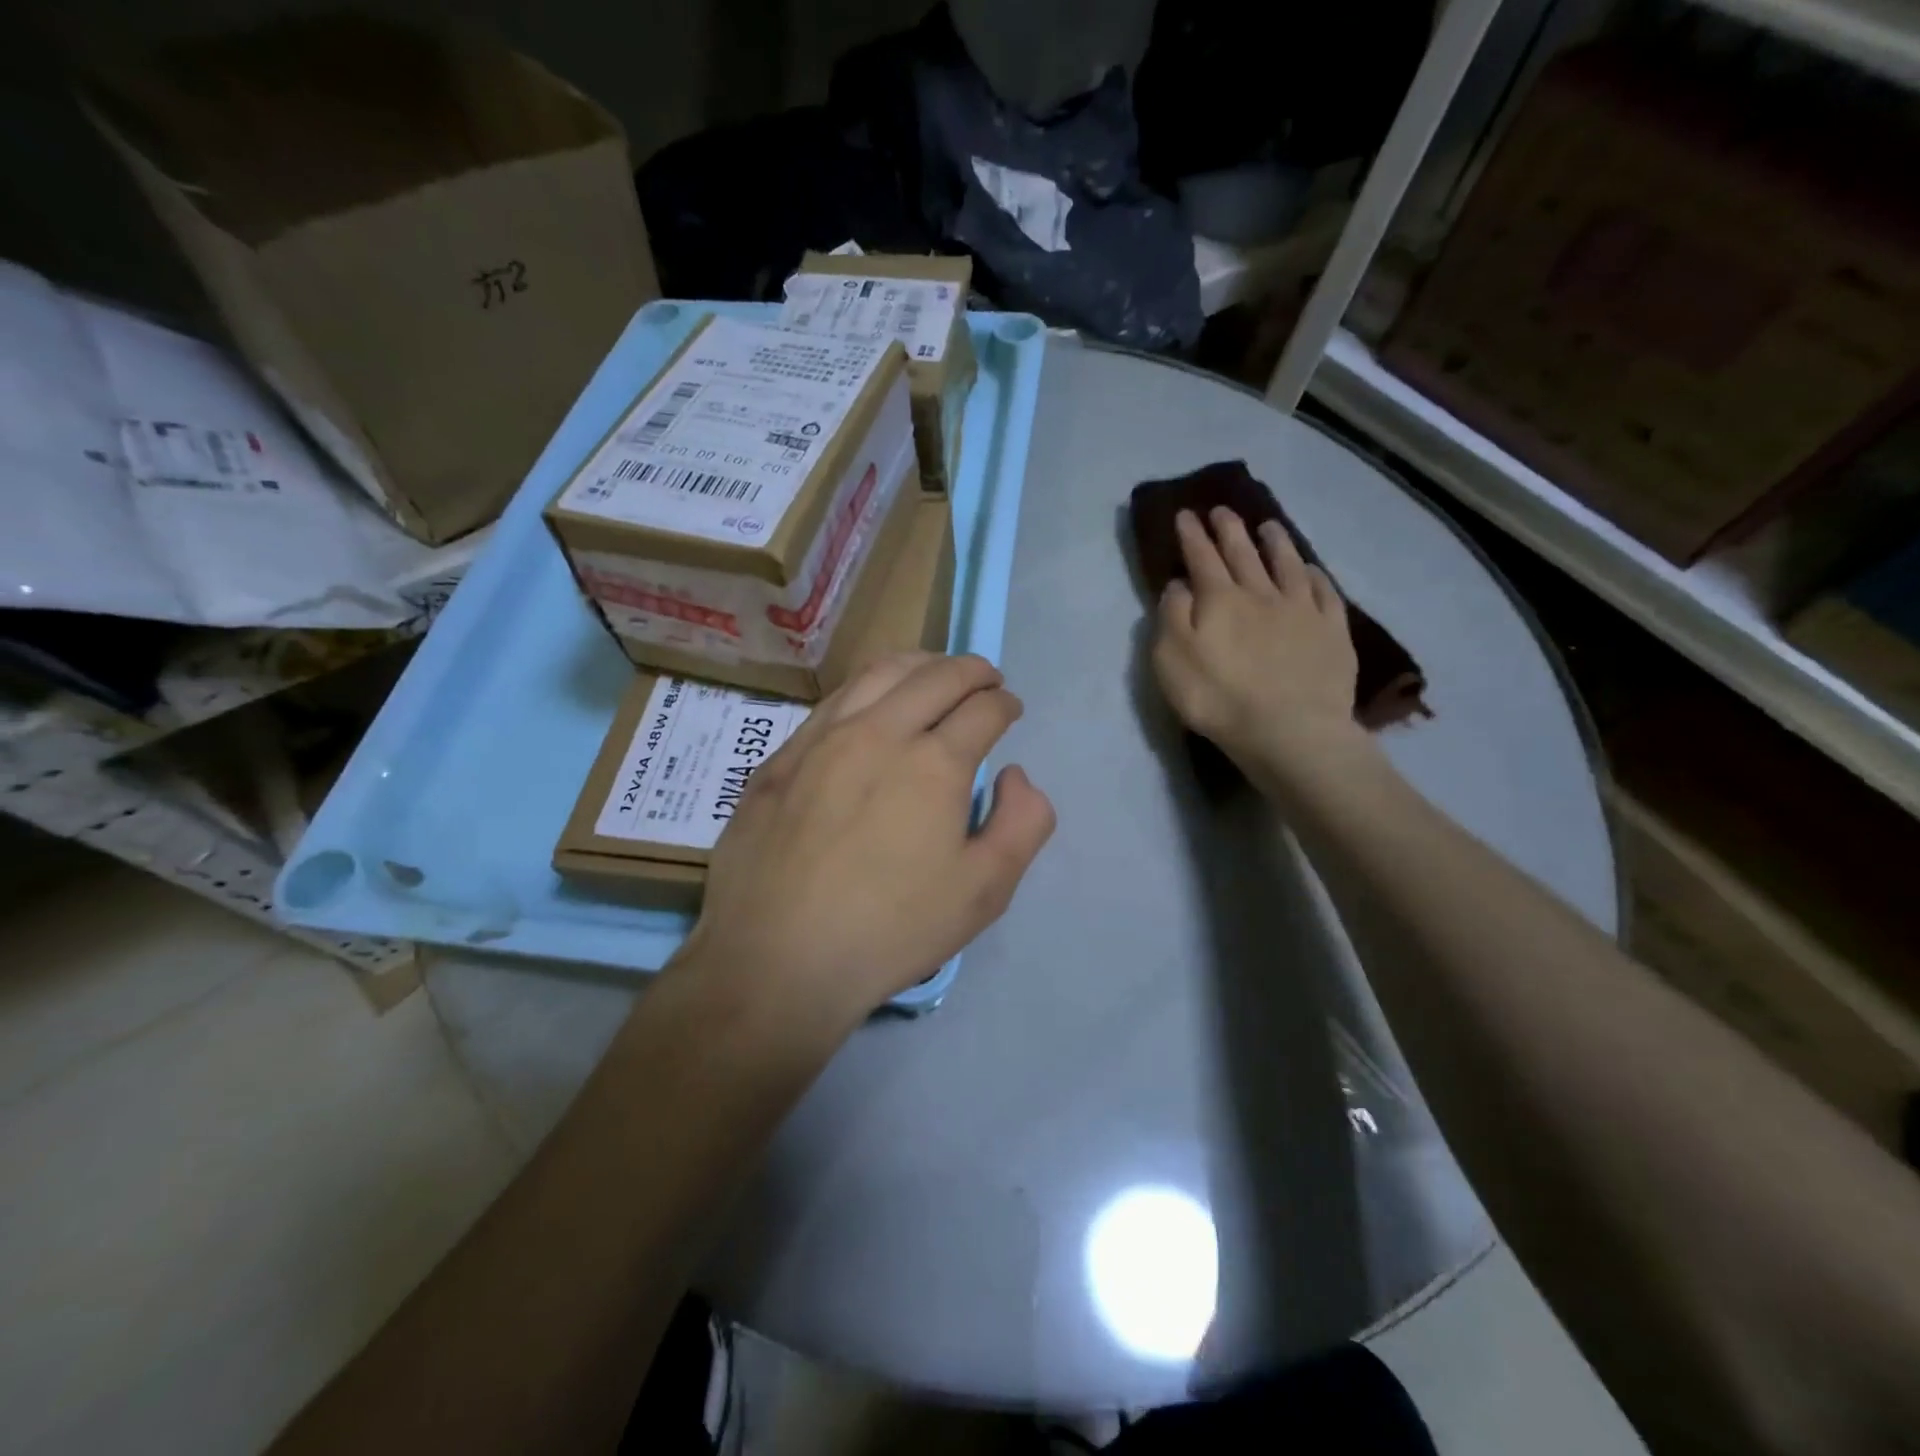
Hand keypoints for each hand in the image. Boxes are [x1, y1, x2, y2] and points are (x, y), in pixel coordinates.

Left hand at [678, 653, 1054, 1030]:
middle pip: (935, 676)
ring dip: (919, 664)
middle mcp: (880, 732)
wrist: (775, 959)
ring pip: (879, 673)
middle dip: (972, 670)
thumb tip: (1014, 774)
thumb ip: (1022, 824)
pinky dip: (869, 686)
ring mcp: (822, 738)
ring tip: (934, 673)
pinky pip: (834, 699)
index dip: (1005, 704)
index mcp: (934, 763)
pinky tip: (872, 704)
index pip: (983, 709)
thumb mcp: (983, 892)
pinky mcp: (781, 756)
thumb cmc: (890, 931)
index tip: (1010, 710)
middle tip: (986, 679)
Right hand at [1152, 506, 1363, 784]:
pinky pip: (1324, 591)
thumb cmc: (1218, 698)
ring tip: (1268, 526)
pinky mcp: (1332, 630)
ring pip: (1287, 564)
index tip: (1185, 514)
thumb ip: (1172, 616)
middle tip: (1221, 509)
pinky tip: (1310, 568)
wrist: (1289, 730)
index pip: (1201, 558)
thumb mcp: (1172, 659)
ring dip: (1275, 542)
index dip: (1192, 535)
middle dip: (1229, 529)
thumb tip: (1180, 584)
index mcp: (1219, 599)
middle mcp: (1261, 593)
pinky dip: (1314, 574)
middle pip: (1243, 553)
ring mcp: (1301, 609)